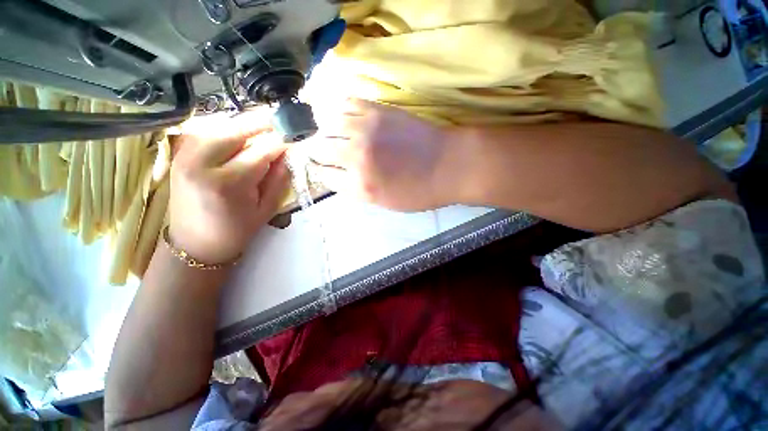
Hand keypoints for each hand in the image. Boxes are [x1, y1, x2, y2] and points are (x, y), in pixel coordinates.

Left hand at [169, 114, 289, 263]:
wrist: (195, 243)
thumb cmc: (236, 230)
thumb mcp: (267, 208)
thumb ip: (278, 178)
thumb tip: (287, 152)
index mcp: (228, 183)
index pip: (261, 150)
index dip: (281, 139)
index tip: (295, 132)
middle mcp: (202, 164)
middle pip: (236, 129)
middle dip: (262, 122)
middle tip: (281, 120)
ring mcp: (185, 156)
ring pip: (218, 125)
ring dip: (243, 123)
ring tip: (263, 126)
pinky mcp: (178, 154)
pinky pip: (203, 130)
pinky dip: (224, 127)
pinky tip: (238, 133)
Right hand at [307, 99, 452, 210]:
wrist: (447, 165)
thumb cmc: (420, 191)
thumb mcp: (386, 203)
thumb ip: (359, 190)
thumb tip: (341, 176)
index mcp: (360, 186)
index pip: (324, 176)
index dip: (322, 172)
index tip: (324, 169)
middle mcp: (356, 157)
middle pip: (320, 149)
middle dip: (317, 152)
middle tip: (323, 152)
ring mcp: (366, 130)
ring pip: (328, 124)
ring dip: (326, 130)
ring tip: (332, 133)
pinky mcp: (378, 110)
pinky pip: (347, 103)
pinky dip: (341, 110)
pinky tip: (346, 117)